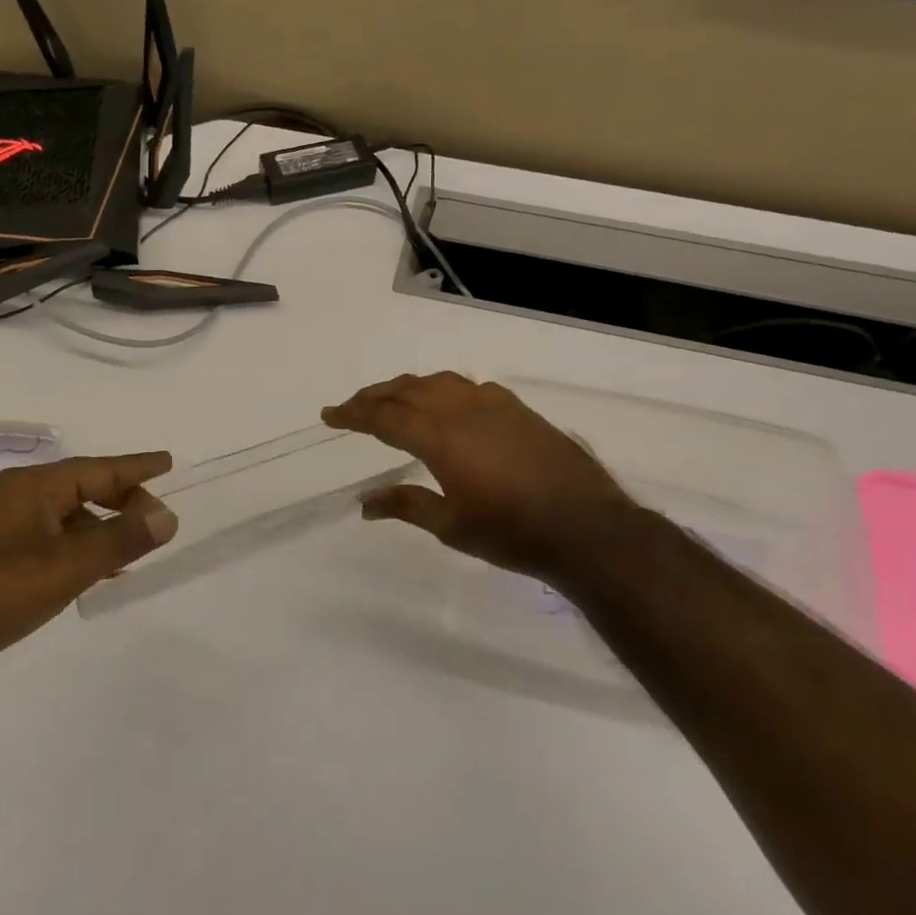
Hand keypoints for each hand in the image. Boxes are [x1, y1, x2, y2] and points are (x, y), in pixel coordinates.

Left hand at [0, 453, 177, 700]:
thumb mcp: (65, 567)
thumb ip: (120, 540)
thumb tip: (167, 516)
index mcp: (30, 488)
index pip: (96, 469)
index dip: (136, 467)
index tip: (169, 462)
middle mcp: (15, 500)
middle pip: (82, 489)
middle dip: (123, 501)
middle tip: (158, 521)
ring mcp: (0, 532)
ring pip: (67, 519)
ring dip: (102, 529)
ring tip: (136, 548)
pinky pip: (51, 543)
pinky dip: (80, 551)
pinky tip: (96, 574)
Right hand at [323, 373, 633, 586]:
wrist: (585, 526)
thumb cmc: (512, 532)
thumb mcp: (451, 525)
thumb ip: (406, 505)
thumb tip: (365, 503)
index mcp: (440, 438)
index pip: (384, 416)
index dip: (353, 413)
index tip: (330, 415)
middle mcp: (462, 410)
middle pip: (407, 390)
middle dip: (375, 396)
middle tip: (353, 406)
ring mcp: (494, 405)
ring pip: (440, 382)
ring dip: (409, 386)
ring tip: (393, 398)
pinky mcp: (519, 409)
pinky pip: (470, 387)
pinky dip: (445, 390)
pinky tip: (448, 404)